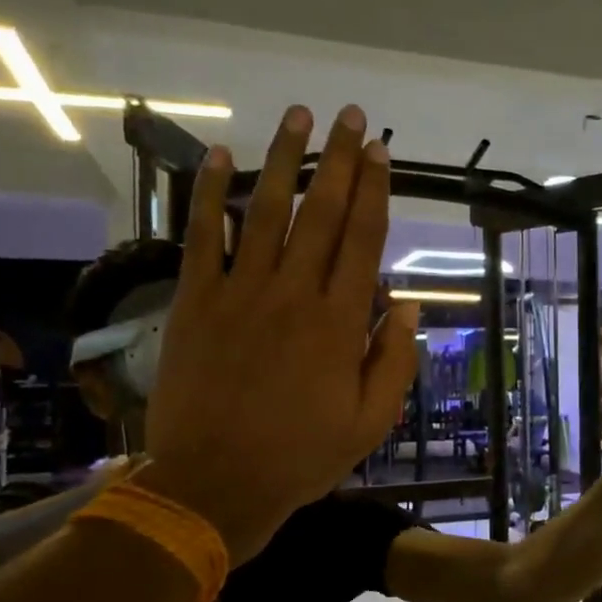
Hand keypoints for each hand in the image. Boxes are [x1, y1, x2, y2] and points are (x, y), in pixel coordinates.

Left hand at [139, 104, 419, 562]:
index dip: (374, 191)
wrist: (215, 485)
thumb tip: (405, 305)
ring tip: (299, 116)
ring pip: (266, 213)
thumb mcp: (370, 423)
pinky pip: (202, 238)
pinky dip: (208, 195)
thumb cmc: (301, 457)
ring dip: (284, 160)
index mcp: (339, 324)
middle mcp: (293, 295)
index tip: (380, 152)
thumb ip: (394, 361)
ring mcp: (239, 294)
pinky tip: (217, 157)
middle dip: (339, 161)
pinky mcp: (195, 303)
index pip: (362, 241)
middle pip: (320, 213)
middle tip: (351, 116)